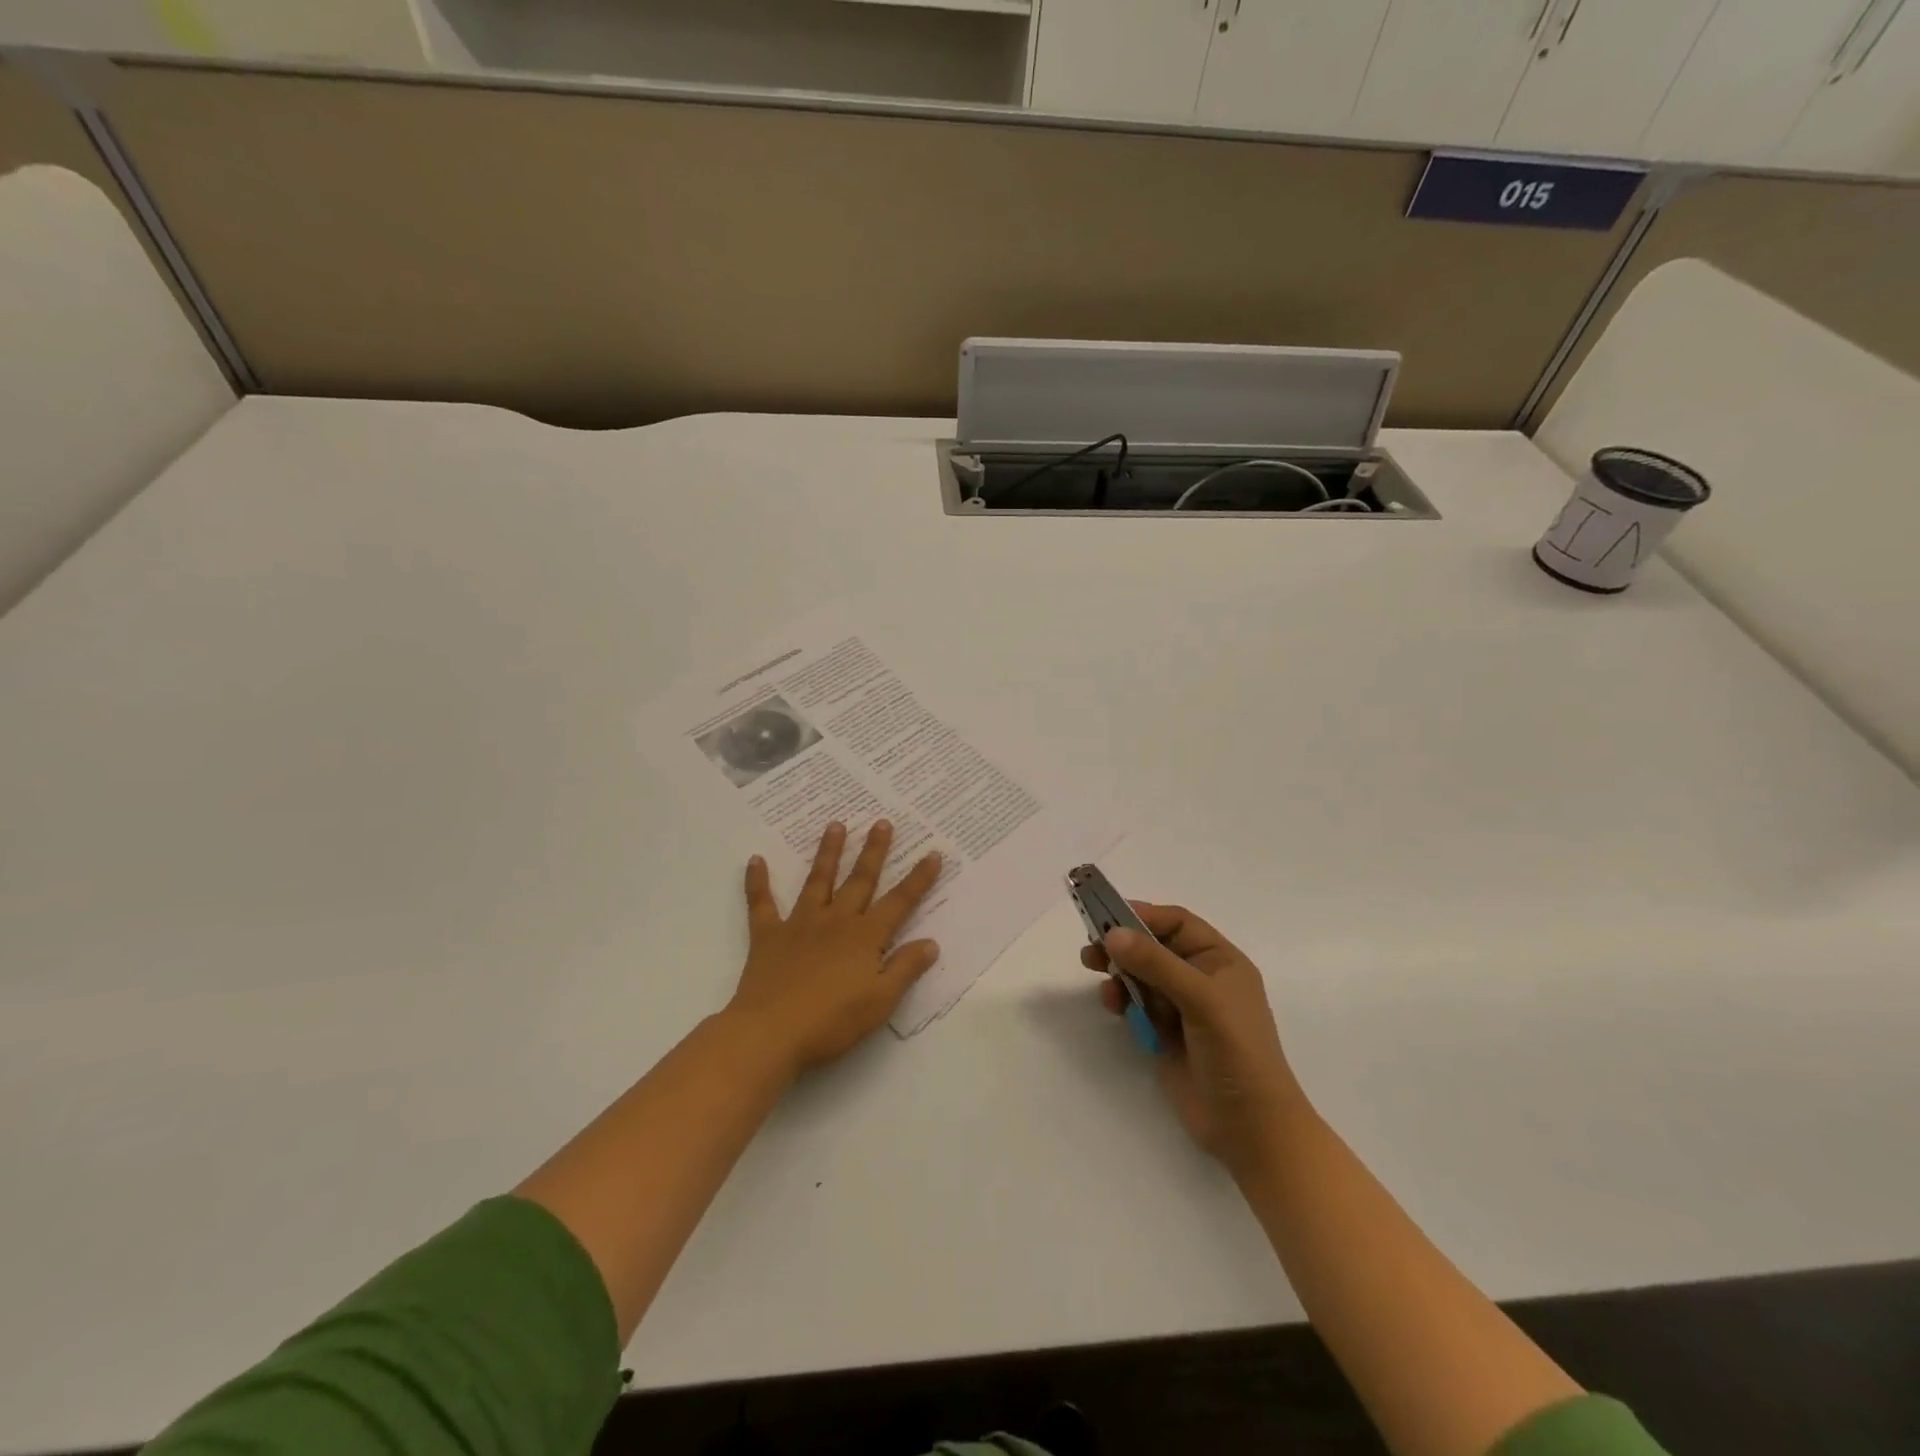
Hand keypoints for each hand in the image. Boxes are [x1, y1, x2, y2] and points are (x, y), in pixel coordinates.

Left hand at [728, 820, 942, 1078]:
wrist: (771, 1033)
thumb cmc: (832, 1022)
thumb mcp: (880, 1001)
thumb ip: (905, 969)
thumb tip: (930, 942)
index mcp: (865, 937)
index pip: (900, 902)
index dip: (919, 879)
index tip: (932, 853)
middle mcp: (836, 921)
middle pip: (860, 880)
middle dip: (874, 851)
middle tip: (882, 822)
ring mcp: (800, 924)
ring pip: (818, 880)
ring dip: (827, 852)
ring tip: (835, 825)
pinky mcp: (768, 936)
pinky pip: (761, 904)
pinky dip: (758, 882)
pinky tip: (756, 860)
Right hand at [1082, 903, 1307, 1177]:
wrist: (1250, 1129)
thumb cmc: (1236, 1053)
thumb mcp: (1201, 1000)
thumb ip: (1156, 964)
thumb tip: (1113, 933)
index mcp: (1220, 961)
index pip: (1177, 924)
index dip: (1144, 916)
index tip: (1108, 915)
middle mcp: (1200, 979)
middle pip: (1153, 947)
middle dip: (1124, 944)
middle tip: (1092, 945)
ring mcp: (1181, 1007)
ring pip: (1140, 975)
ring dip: (1118, 970)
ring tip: (1094, 970)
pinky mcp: (1164, 1034)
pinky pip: (1136, 1004)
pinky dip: (1121, 998)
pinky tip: (1112, 1004)